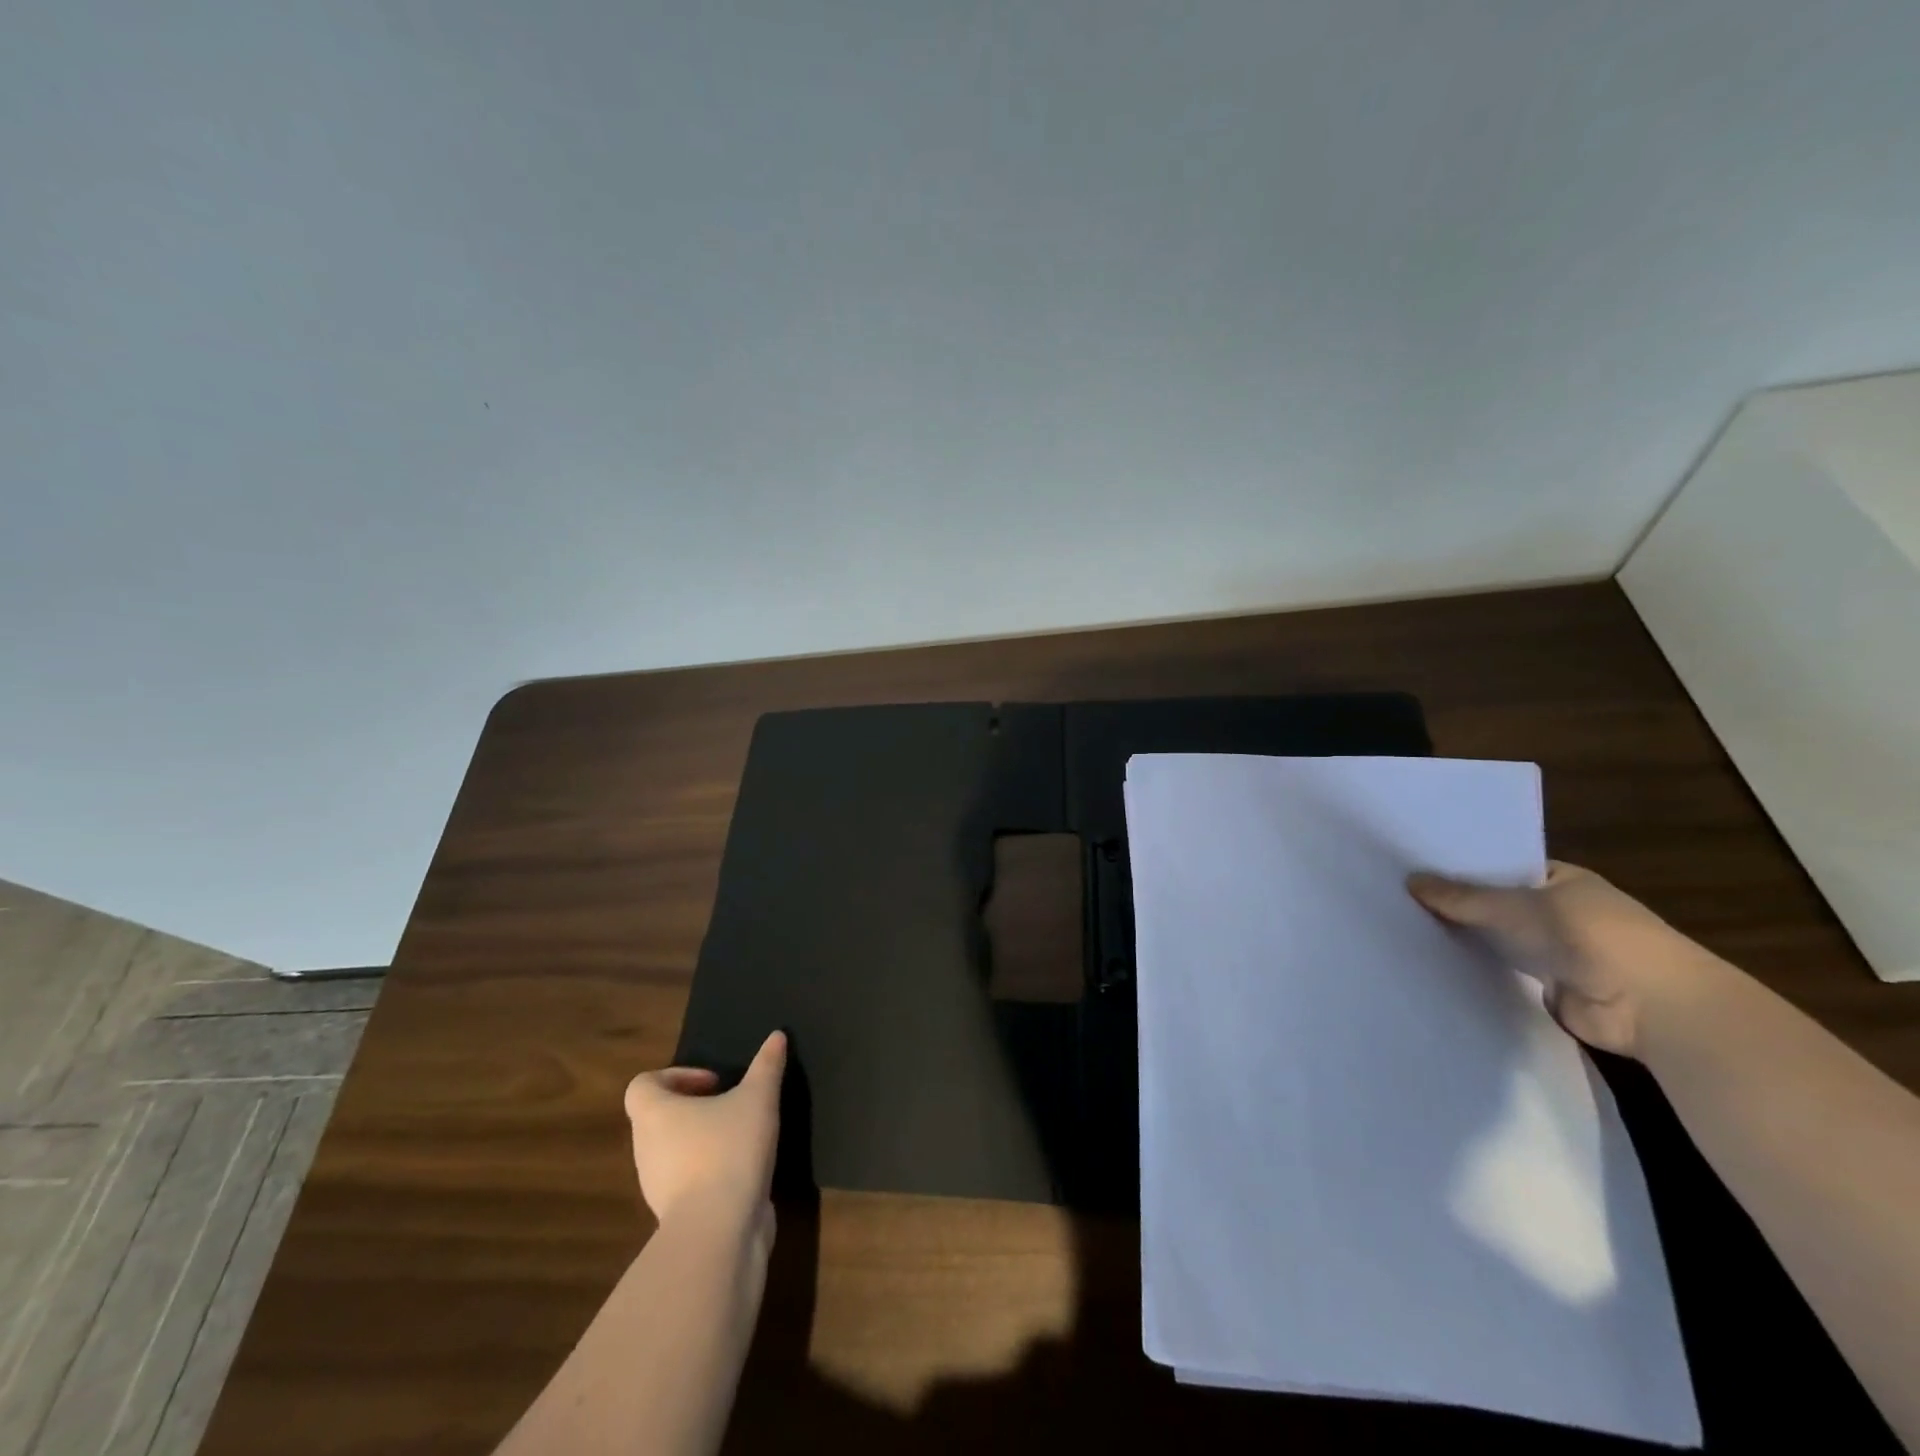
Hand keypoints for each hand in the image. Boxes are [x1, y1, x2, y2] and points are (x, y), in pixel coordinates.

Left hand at [624, 1031, 785, 1231]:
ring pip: (672, 1151)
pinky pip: (685, 1181)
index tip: (713, 1082)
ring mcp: (656, 1186)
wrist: (719, 1232)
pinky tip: (741, 1169)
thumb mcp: (758, 1098)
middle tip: (730, 1105)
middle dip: (694, 1107)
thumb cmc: (729, 1150)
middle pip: (658, 1117)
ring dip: (701, 1139)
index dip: (675, 1076)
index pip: (643, 1085)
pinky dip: (707, 1171)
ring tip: (740, 1136)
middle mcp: (646, 1148)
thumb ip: (767, 1065)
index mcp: (655, 1114)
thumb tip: (777, 1035)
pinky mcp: (675, 1214)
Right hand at [1407, 861, 1724, 1058]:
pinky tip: (1431, 963)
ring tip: (1403, 928)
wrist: (1654, 1008)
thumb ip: (1464, 897)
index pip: (1501, 866)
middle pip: (1495, 904)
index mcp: (1561, 881)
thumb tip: (1409, 880)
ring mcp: (1553, 952)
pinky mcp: (1546, 989)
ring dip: (1465, 938)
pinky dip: (1475, 970)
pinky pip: (1501, 973)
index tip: (1414, 866)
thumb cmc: (1593, 937)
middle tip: (1396, 896)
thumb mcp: (1520, 906)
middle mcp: (1557, 912)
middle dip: (1456, 904)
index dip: (1461, 867)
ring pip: (1496, 940)